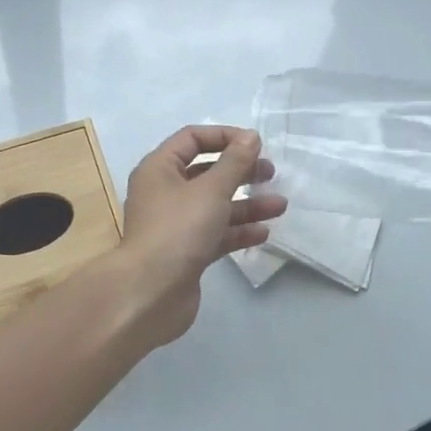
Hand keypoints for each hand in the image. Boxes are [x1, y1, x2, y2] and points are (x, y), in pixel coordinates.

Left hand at [114, 125, 286, 347]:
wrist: (150, 294)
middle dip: (240, 172)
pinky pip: (216, 233)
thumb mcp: (211, 190)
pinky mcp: (186, 252)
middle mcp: (164, 192)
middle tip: (270, 173)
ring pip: (215, 205)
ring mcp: (175, 224)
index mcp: (160, 169)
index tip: (255, 144)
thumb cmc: (178, 229)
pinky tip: (263, 233)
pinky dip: (238, 230)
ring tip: (280, 206)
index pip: (192, 139)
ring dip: (247, 204)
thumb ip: (234, 162)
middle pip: (206, 172)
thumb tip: (250, 136)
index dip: (224, 136)